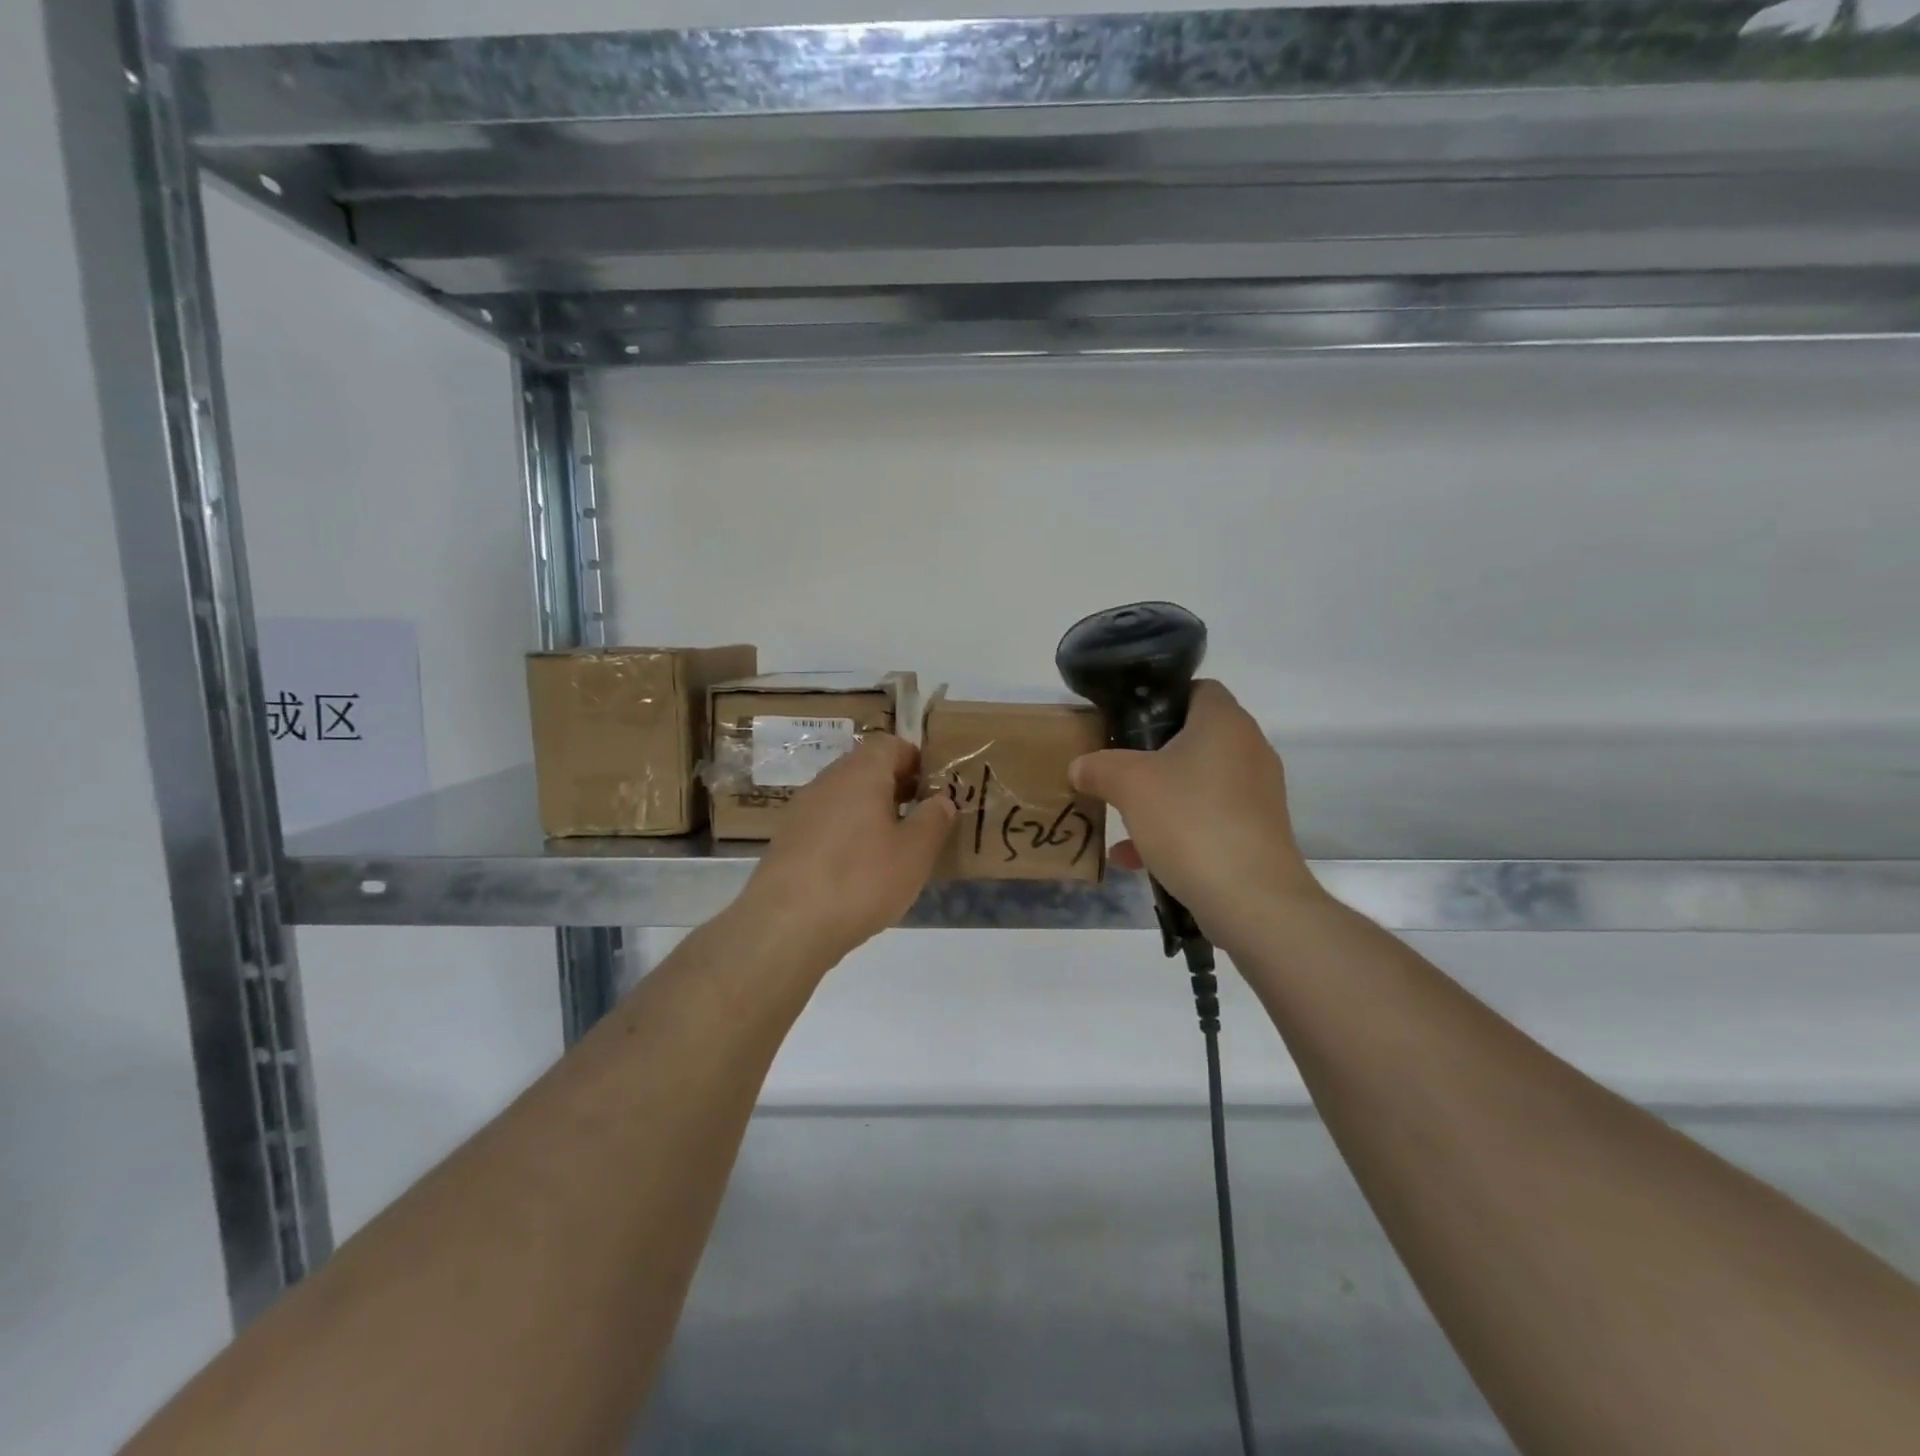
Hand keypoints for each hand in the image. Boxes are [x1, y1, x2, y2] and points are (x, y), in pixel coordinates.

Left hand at [736, 734, 955, 964]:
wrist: (785, 924)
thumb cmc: (860, 879)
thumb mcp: (915, 853)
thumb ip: (934, 820)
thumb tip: (941, 800)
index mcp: (861, 772)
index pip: (890, 744)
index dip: (915, 760)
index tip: (933, 789)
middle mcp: (828, 780)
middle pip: (866, 769)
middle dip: (895, 788)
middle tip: (920, 820)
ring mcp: (801, 809)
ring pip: (844, 797)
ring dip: (870, 813)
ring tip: (892, 849)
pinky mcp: (786, 840)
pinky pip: (825, 824)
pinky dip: (846, 836)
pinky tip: (857, 871)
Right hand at [1068, 680, 1323, 943]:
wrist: (1251, 899)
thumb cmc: (1190, 821)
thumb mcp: (1129, 785)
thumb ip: (1099, 767)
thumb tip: (1080, 766)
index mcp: (1225, 723)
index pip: (1197, 688)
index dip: (1160, 698)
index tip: (1126, 720)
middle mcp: (1249, 751)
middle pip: (1193, 738)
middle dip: (1150, 755)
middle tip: (1115, 767)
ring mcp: (1256, 795)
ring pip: (1197, 784)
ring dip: (1158, 798)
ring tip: (1118, 816)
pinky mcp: (1256, 834)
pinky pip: (1206, 820)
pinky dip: (1174, 832)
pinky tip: (1135, 859)